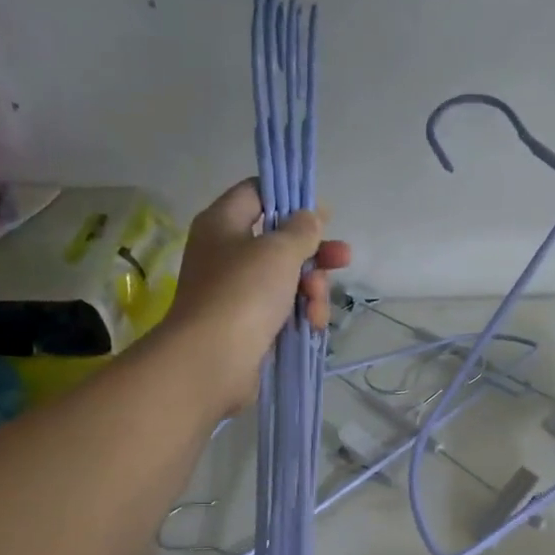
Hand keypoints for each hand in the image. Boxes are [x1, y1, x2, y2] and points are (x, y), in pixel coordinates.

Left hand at [158, 180, 351, 413]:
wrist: (212, 361)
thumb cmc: (243, 293)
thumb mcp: (279, 251)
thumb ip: (301, 230)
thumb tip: (309, 217)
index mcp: (222, 223)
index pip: (257, 193)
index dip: (290, 199)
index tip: (322, 214)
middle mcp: (226, 254)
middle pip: (279, 242)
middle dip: (314, 253)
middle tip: (342, 260)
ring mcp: (236, 293)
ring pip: (286, 280)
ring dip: (312, 290)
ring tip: (318, 307)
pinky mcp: (248, 326)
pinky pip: (282, 311)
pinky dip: (300, 315)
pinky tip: (313, 326)